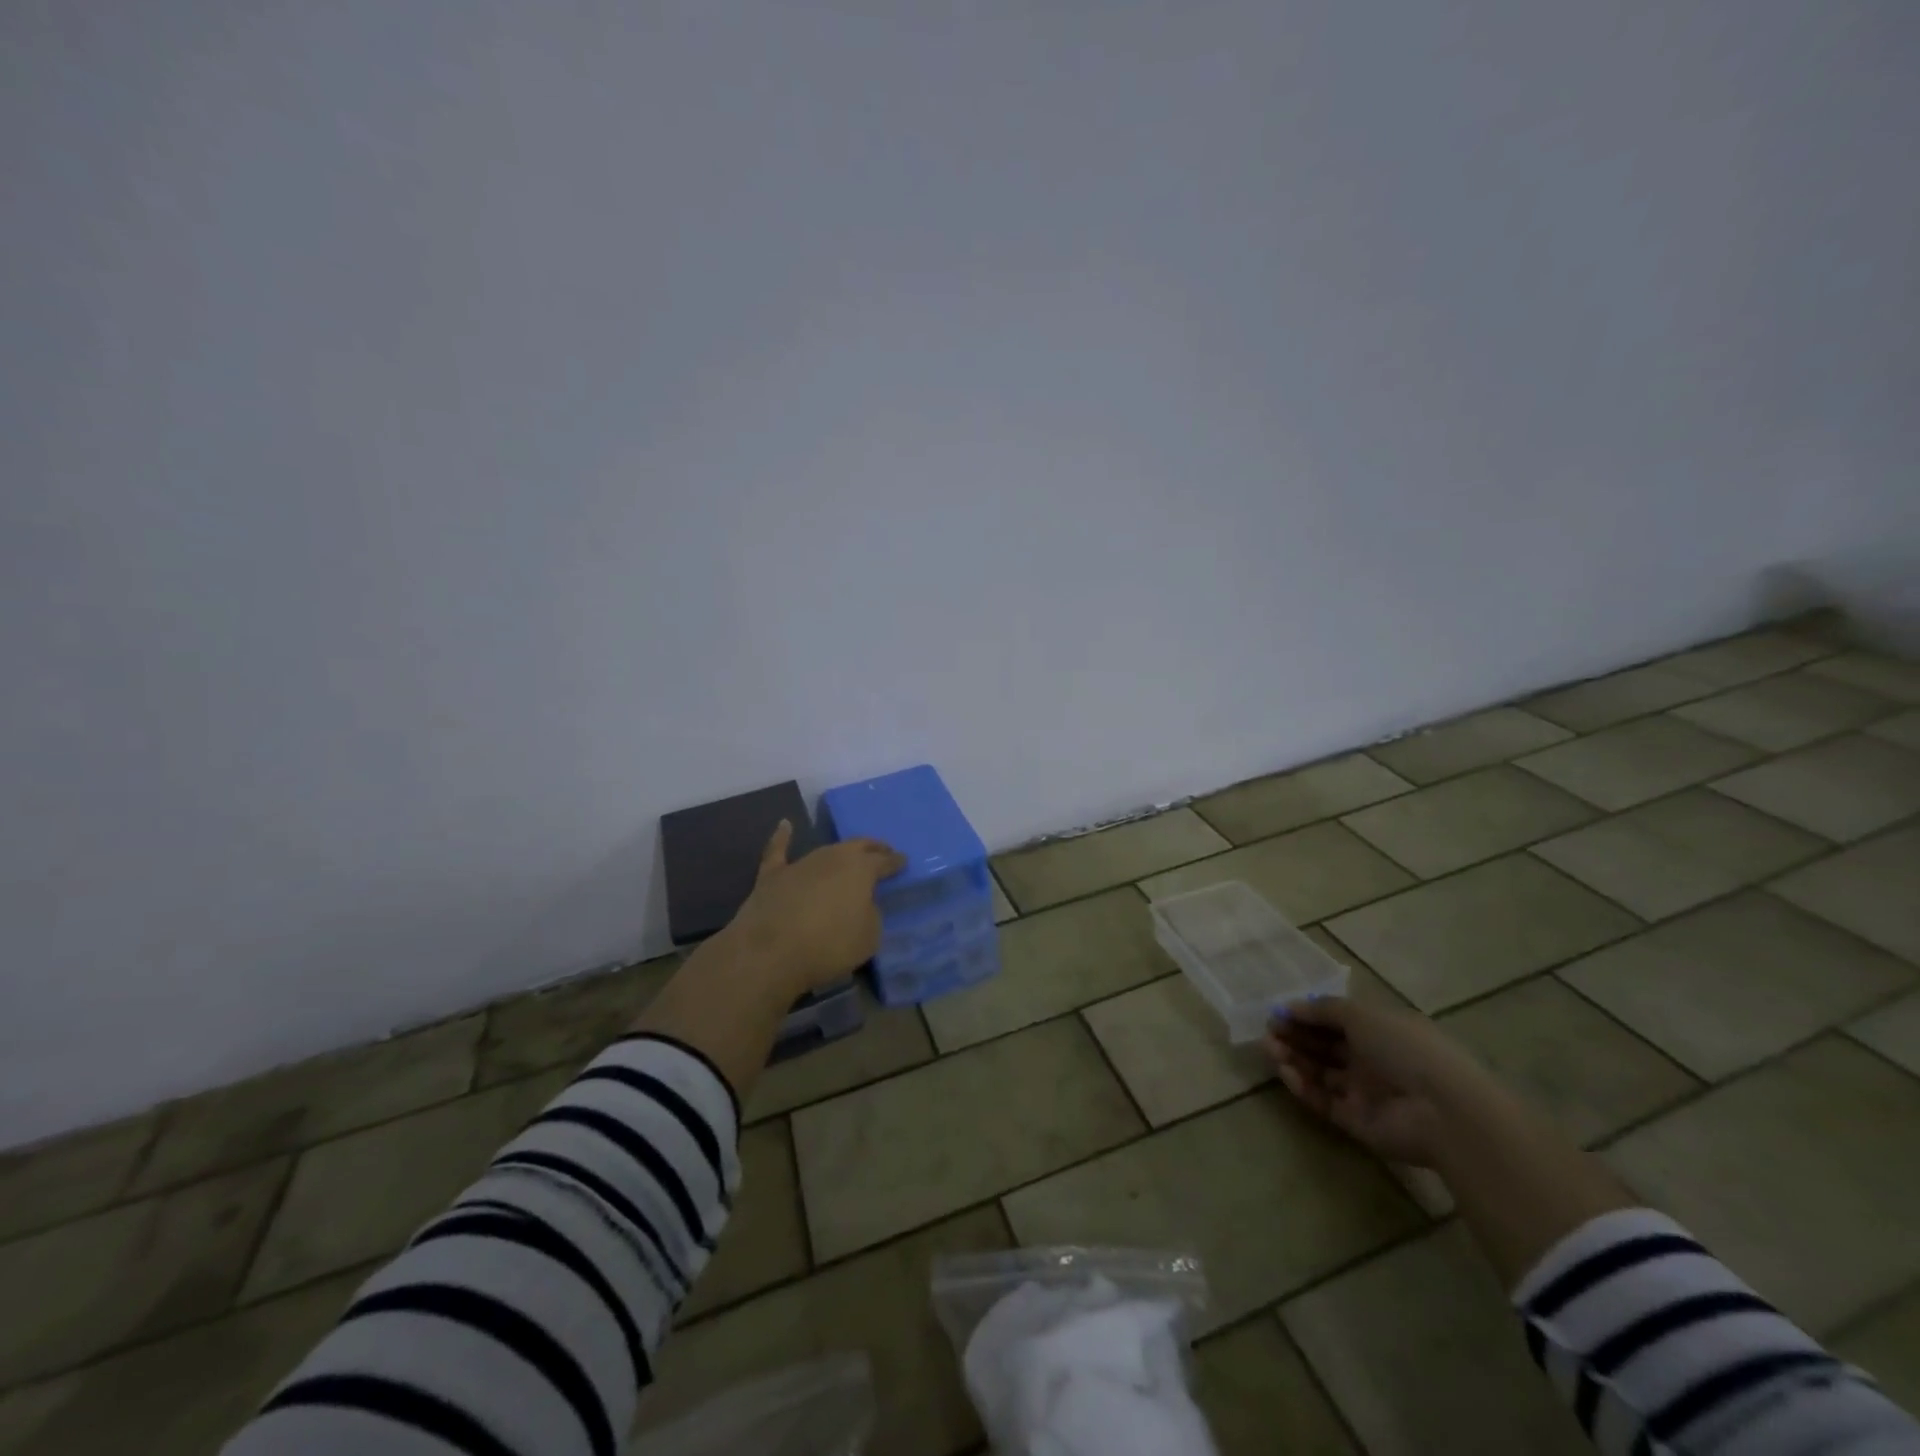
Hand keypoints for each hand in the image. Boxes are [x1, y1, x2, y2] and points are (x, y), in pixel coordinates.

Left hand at [723, 821, 905, 994]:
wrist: (771, 953)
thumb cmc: (829, 945)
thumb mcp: (869, 937)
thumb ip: (870, 914)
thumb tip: (862, 905)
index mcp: (861, 869)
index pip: (884, 861)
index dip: (895, 862)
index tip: (903, 861)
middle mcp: (833, 857)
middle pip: (857, 846)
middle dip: (872, 848)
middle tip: (882, 852)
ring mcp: (801, 863)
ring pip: (826, 850)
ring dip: (840, 852)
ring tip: (849, 854)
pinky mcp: (772, 875)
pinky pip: (778, 850)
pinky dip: (782, 837)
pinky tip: (785, 824)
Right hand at [1263, 997, 1483, 1167]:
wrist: (1442, 1110)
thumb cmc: (1404, 1048)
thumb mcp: (1362, 1015)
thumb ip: (1323, 1009)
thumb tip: (1291, 1007)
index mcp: (1380, 1031)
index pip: (1336, 1020)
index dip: (1307, 1015)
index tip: (1278, 1013)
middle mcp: (1372, 1059)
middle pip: (1325, 1046)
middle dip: (1295, 1036)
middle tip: (1269, 1031)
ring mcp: (1365, 1092)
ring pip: (1320, 1072)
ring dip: (1294, 1059)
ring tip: (1270, 1049)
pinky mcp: (1357, 1121)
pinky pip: (1324, 1101)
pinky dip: (1303, 1087)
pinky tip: (1286, 1073)